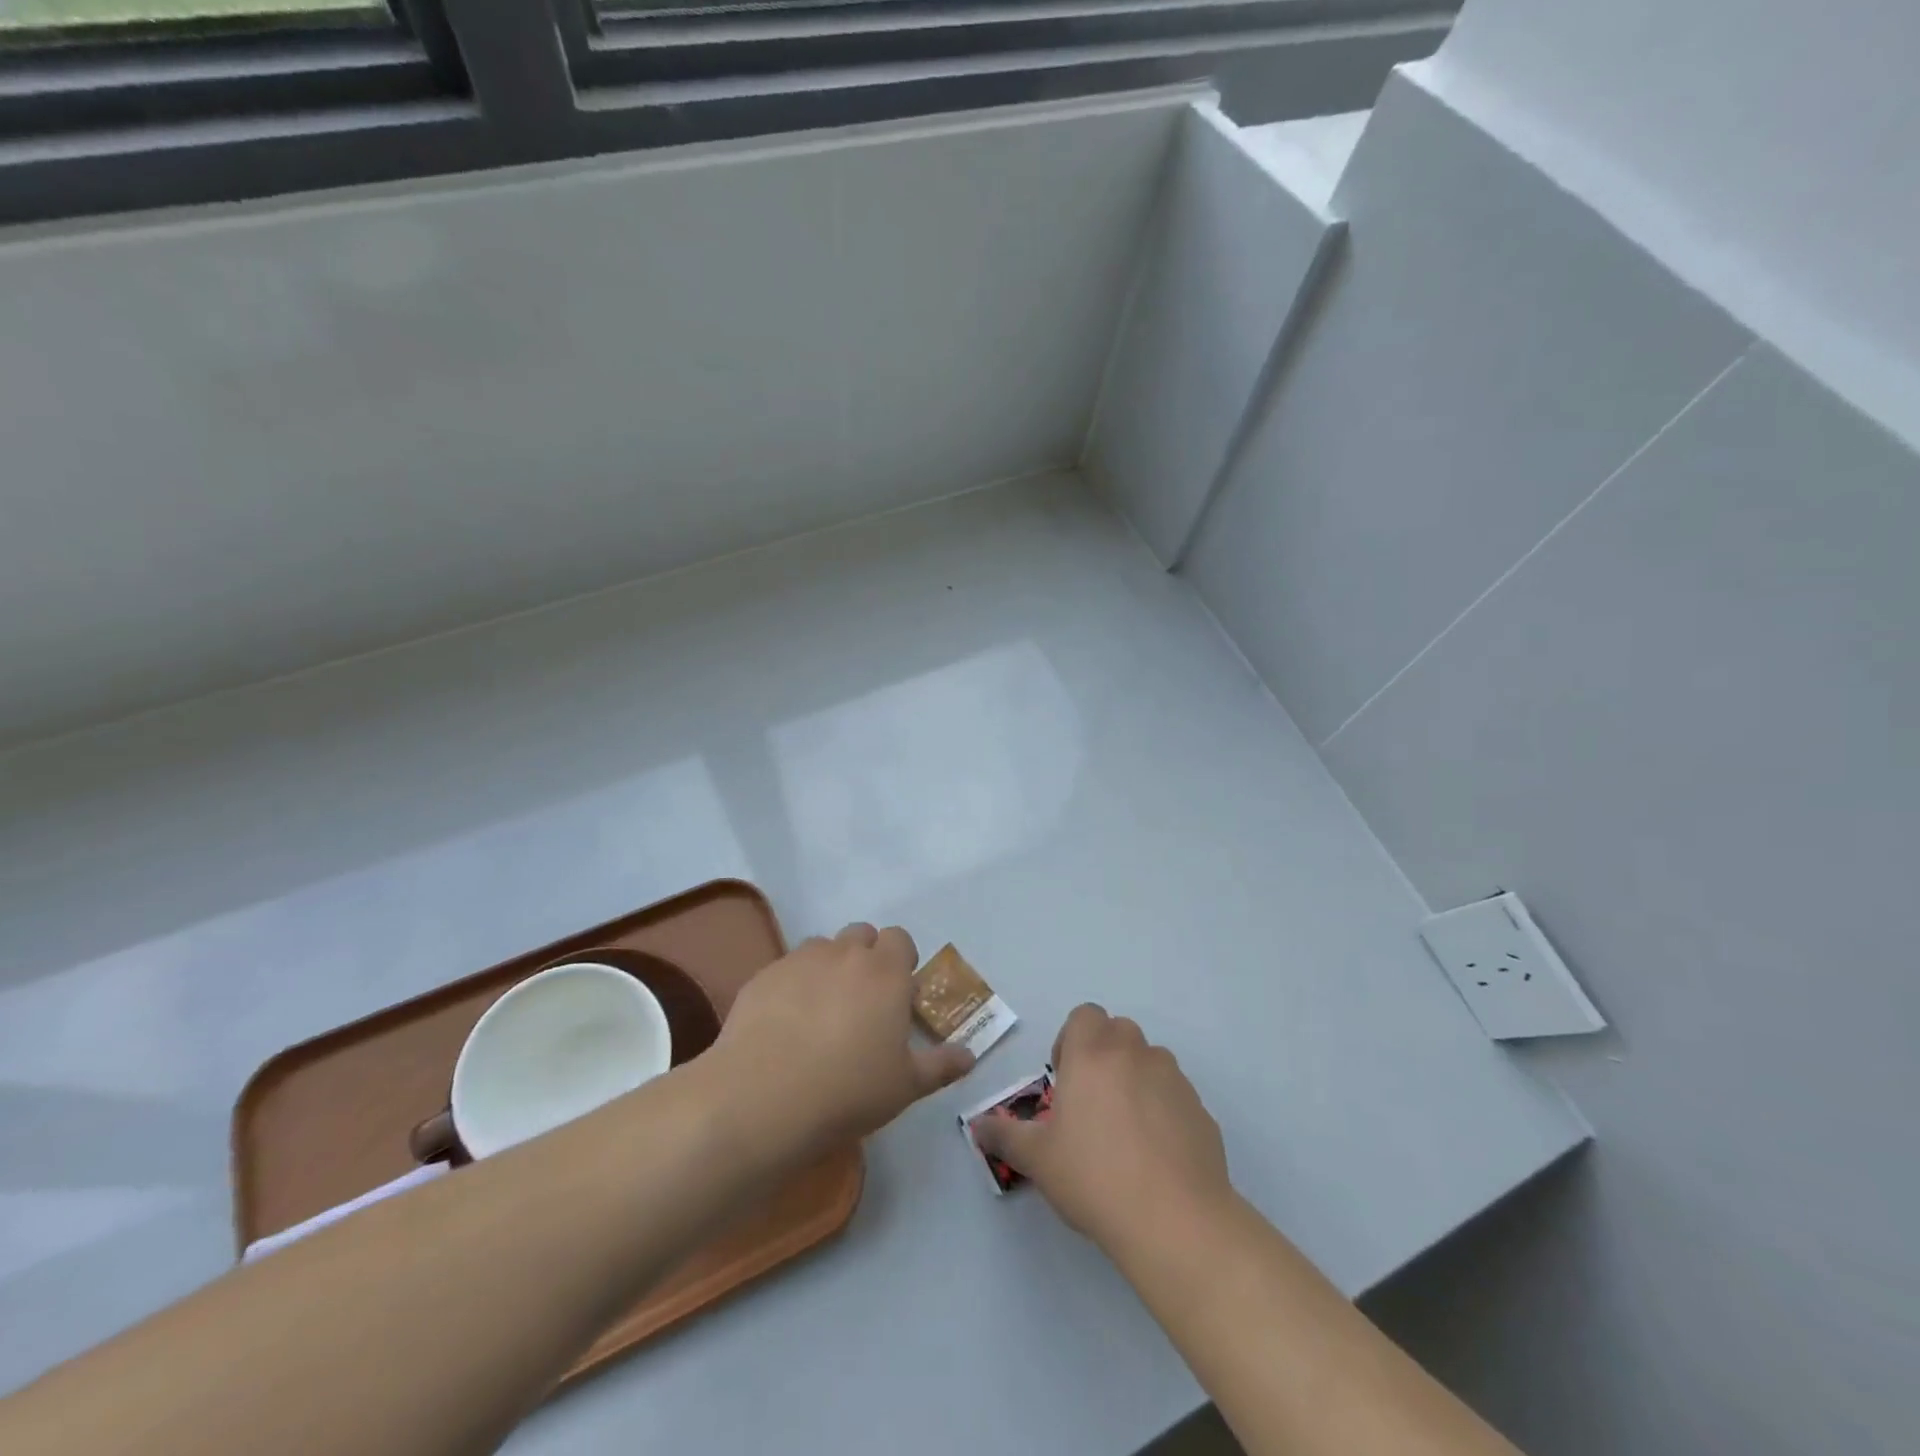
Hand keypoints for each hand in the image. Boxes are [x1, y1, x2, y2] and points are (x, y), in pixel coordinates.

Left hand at [712, 923, 974, 1159]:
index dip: (901, 961)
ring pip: (822, 948)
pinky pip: (787, 968)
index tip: (898, 995)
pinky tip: (785, 1024)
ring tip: (821, 1012)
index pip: (900, 939)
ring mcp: (800, 961)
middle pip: (861, 935)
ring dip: (829, 967)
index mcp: (885, 972)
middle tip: (863, 1003)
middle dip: (866, 957)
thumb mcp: (905, 1085)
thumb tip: (969, 1056)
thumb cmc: (848, 1090)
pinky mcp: (764, 976)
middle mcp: (844, 953)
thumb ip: (941, 1065)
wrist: (763, 1099)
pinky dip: (794, 985)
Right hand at [972, 1004, 1230, 1255]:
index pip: (1085, 1015)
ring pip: (1151, 1060)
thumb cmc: (1094, 1177)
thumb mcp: (1037, 1159)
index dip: (1072, 1039)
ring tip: (1125, 1130)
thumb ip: (1004, 1135)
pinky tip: (1156, 1155)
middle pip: (1119, 1031)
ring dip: (1136, 1078)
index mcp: (1092, 1054)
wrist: (1174, 1220)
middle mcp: (1135, 1054)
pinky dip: (1164, 1110)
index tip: (1066, 1078)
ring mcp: (1173, 1080)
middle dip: (1104, 1055)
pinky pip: (1176, 1096)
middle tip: (1091, 1102)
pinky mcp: (1201, 1110)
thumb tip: (976, 1126)